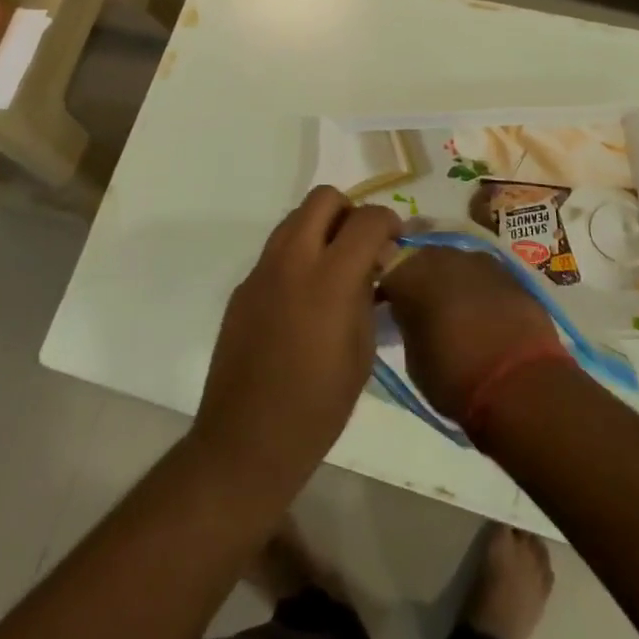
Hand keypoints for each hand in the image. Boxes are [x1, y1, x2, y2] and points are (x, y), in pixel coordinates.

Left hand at [192, 187, 401, 493]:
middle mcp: (292, 259)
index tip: (394, 242)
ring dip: (321, 228)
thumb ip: (366, 295)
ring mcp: (262, 270)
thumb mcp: (362, 351)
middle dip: (349, 212)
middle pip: (323, 198)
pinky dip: (297, 255)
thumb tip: (370, 266)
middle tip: (361, 246)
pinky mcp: (243, 286)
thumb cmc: (318, 406)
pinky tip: (304, 299)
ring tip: (334, 269)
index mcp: (329, 277)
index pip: (367, 219)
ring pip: (295, 217)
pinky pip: (276, 250)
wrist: (247, 440)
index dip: (387, 222)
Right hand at [380, 247, 563, 423]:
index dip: (387, 291)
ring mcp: (478, 259)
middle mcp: (442, 256)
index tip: (388, 308)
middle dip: (419, 278)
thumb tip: (410, 315)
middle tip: (421, 307)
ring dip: (450, 279)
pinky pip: (482, 273)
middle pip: (421, 259)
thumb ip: (408, 324)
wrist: (521, 383)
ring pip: (454, 262)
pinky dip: (477, 287)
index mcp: (410, 274)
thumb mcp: (414, 359)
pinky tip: (482, 310)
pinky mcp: (509, 271)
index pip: (387, 272)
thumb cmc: (456, 377)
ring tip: (454, 308)